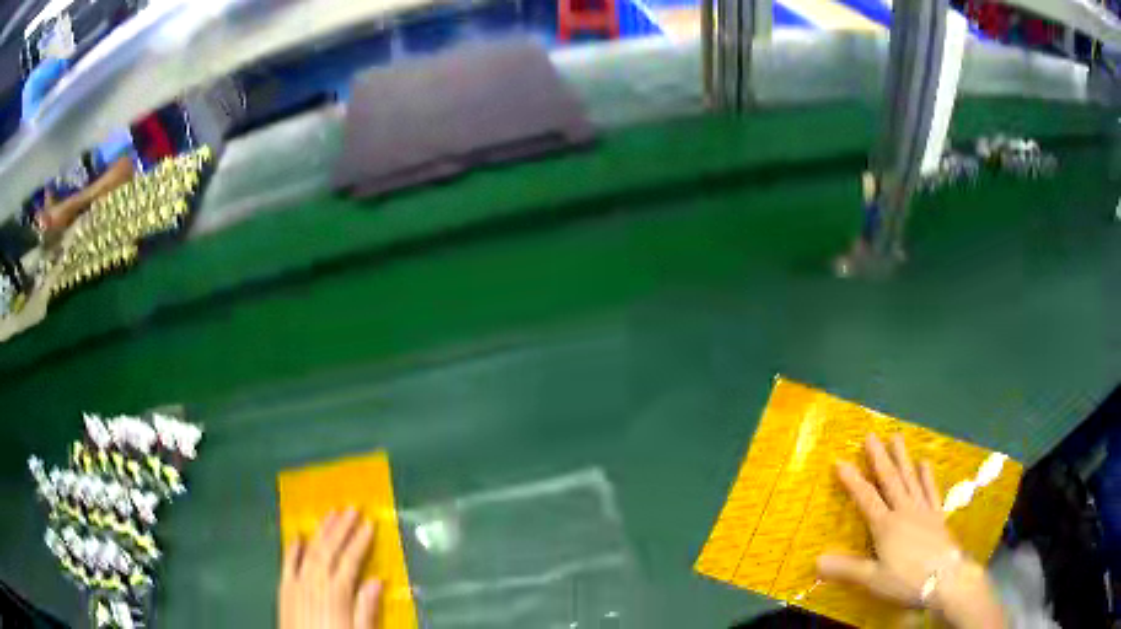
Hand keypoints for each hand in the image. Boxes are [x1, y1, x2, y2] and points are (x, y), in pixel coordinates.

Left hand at [279, 509, 382, 628]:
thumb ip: (366, 608)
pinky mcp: (283, 588)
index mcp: (336, 593)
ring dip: (321, 531)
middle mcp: (315, 582)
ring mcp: (296, 583)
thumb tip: (378, 581)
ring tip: (331, 512)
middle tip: (352, 507)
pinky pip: (287, 562)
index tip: (370, 523)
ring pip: (310, 550)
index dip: (360, 541)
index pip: (350, 561)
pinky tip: (297, 534)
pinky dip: (292, 547)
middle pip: (329, 549)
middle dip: (341, 527)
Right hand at [817, 434, 1004, 628]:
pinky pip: (931, 491)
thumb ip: (846, 568)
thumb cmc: (905, 579)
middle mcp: (904, 511)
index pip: (866, 498)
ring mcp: (923, 510)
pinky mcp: (937, 516)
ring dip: (902, 459)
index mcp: (886, 525)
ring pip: (910, 479)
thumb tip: (816, 560)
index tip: (841, 461)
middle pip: (890, 480)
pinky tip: (925, 463)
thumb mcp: (873, 579)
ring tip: (896, 438)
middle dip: (879, 458)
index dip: (853, 480)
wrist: (944, 578)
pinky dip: (927, 476)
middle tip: (871, 435)